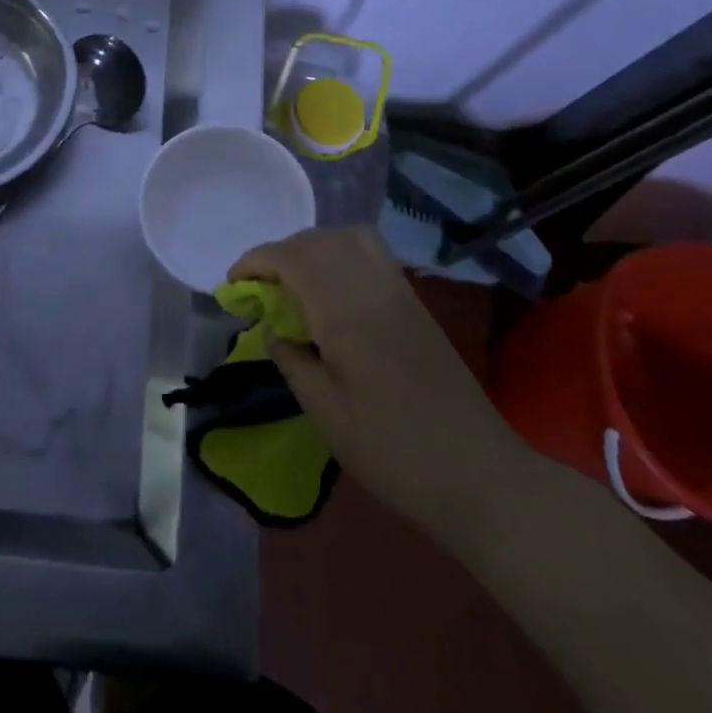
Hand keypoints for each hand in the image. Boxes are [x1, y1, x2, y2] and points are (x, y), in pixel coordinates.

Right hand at [231, 226, 529, 537]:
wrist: (478, 475)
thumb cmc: (392, 451)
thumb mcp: (325, 413)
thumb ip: (291, 361)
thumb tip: (271, 330)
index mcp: (346, 312)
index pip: (291, 258)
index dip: (255, 262)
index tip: (232, 285)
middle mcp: (372, 287)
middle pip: (318, 240)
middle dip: (279, 254)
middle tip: (259, 289)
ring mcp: (399, 291)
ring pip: (348, 237)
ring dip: (312, 247)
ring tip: (294, 283)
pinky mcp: (415, 303)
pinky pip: (372, 254)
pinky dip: (341, 253)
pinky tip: (331, 290)